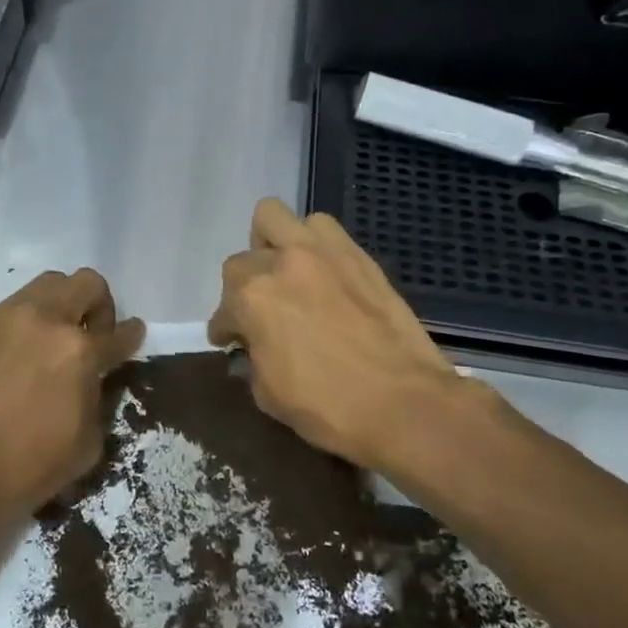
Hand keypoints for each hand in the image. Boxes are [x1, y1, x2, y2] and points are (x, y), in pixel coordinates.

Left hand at [0, 269, 144, 531]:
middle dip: (99, 305)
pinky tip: (19, 356)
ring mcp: (7, 319)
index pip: (119, 334)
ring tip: (54, 341)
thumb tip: (91, 387)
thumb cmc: (18, 469)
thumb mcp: (82, 451)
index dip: (132, 335)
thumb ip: (96, 407)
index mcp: (79, 352)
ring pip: (48, 285)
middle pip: (86, 283)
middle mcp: (46, 322)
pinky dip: (28, 321)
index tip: (132, 335)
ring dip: (62, 304)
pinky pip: (14, 307)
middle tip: (92, 336)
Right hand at [208, 198, 482, 477]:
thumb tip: (254, 346)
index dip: (225, 329)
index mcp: (253, 298)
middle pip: (243, 257)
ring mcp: (323, 253)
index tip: (231, 342)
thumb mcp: (268, 394)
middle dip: (244, 285)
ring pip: (279, 219)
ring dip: (274, 244)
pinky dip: (313, 246)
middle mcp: (282, 263)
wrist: (404, 404)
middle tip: (259, 309)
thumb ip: (253, 358)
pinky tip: (321, 275)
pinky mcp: (358, 256)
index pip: (223, 307)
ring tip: (287, 274)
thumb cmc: (327, 407)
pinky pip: (324, 231)